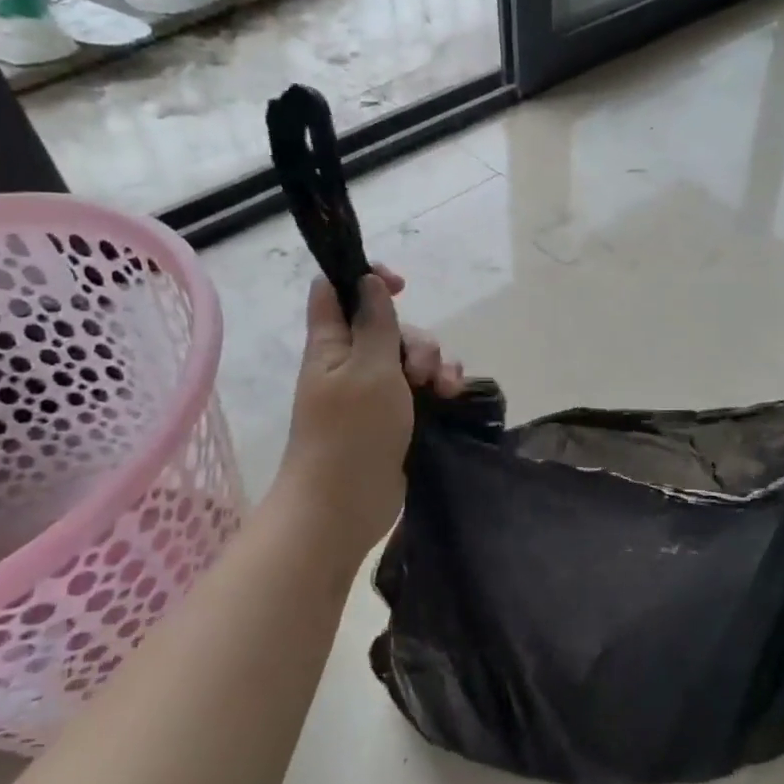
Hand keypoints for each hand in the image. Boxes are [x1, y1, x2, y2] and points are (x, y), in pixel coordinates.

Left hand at [276, 266, 462, 557]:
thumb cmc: (351, 432)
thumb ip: (375, 321)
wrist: (344, 505)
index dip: (365, 278)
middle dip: (416, 339)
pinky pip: (421, 387)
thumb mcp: (369, 367)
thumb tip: (369, 281)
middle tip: (420, 370)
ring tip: (443, 389)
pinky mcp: (395, 416)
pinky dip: (439, 386)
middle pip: (388, 326)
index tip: (400, 286)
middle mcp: (351, 362)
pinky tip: (452, 397)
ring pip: (411, 357)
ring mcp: (373, 391)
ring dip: (435, 364)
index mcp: (331, 344)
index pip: (336, 290)